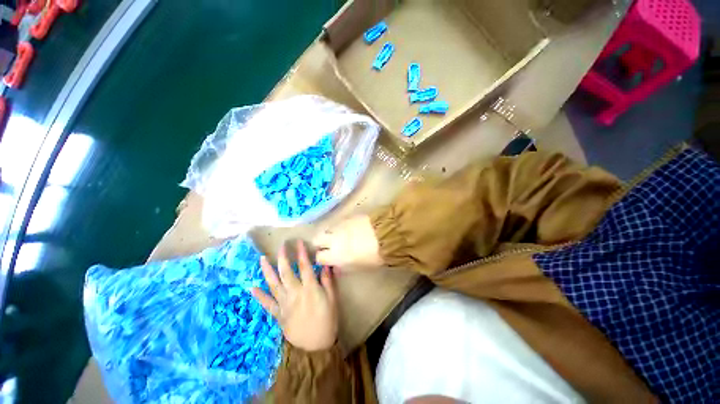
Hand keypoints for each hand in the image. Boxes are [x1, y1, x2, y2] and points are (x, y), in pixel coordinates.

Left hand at [251, 240, 337, 351]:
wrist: (316, 346)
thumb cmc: (328, 319)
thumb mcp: (333, 298)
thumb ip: (327, 281)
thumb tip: (324, 265)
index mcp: (310, 288)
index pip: (305, 266)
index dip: (301, 253)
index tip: (298, 242)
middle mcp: (295, 293)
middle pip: (287, 272)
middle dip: (283, 257)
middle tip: (281, 246)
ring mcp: (285, 304)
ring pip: (273, 285)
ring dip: (267, 271)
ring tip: (261, 259)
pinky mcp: (279, 315)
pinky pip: (267, 304)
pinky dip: (259, 296)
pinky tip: (251, 287)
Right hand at [313, 215, 382, 269]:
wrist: (386, 235)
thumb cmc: (374, 256)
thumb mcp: (358, 267)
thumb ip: (344, 267)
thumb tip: (336, 267)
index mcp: (336, 256)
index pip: (319, 257)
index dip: (322, 258)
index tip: (327, 258)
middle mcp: (333, 240)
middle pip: (316, 239)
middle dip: (320, 243)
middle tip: (328, 245)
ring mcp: (339, 226)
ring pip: (326, 229)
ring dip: (329, 233)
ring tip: (338, 236)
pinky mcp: (347, 217)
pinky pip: (337, 222)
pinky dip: (339, 226)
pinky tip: (347, 228)